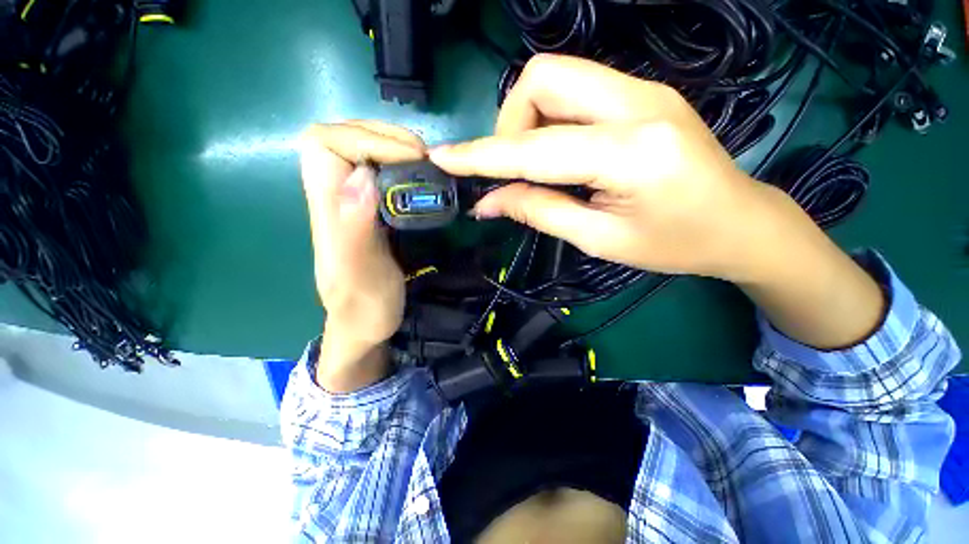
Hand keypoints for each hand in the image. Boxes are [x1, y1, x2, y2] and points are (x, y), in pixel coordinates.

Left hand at [300, 121, 425, 390]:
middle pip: (342, 138)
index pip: (324, 143)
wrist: (365, 325)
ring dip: (394, 147)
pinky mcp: (371, 211)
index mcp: (326, 209)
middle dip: (383, 136)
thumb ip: (355, 231)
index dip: (364, 138)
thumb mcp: (361, 276)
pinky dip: (402, 165)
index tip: (407, 158)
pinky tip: (420, 178)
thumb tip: (361, 176)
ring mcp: (353, 203)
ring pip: (362, 151)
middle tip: (422, 157)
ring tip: (425, 163)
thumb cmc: (364, 307)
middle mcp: (335, 197)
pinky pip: (381, 172)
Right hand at [431, 54, 882, 348]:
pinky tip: (563, 157)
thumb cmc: (675, 245)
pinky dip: (551, 124)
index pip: (534, 148)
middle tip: (516, 172)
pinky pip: (576, 93)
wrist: (741, 222)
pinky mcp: (642, 94)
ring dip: (530, 124)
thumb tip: (488, 203)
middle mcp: (637, 103)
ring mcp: (643, 90)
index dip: (481, 155)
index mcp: (631, 153)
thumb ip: (539, 212)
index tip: (442, 157)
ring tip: (540, 169)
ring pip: (556, 79)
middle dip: (510, 126)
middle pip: (543, 79)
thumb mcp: (599, 240)